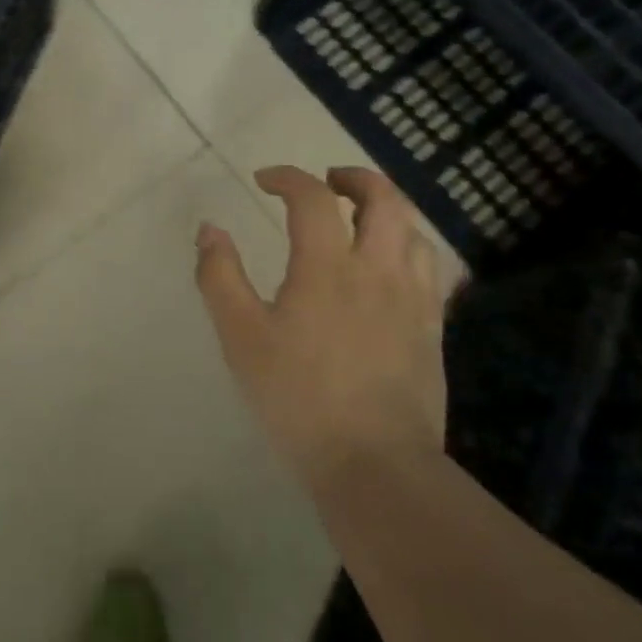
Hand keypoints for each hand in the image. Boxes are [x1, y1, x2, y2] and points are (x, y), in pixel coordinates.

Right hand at [194, 165, 450, 483]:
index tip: (264, 180)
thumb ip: (220, 277)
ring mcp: (413, 299)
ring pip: (413, 230)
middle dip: (354, 178)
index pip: (312, 198)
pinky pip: (431, 270)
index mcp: (328, 267)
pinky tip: (393, 266)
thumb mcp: (241, 337)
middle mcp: (378, 269)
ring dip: (386, 210)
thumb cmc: (298, 398)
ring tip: (360, 219)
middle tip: (328, 182)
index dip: (287, 177)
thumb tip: (209, 229)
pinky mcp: (432, 329)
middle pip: (383, 199)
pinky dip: (409, 248)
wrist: (374, 464)